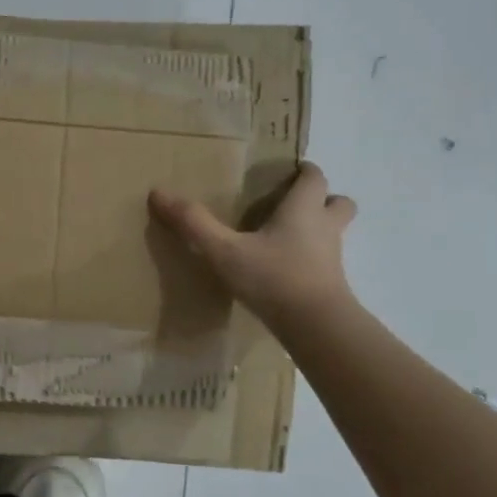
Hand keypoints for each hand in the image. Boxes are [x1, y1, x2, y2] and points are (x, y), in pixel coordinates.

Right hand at [148, 161, 357, 331]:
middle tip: (294, 203)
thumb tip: (158, 193)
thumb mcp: (224, 250)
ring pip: (335, 233)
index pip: (314, 178)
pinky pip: (325, 262)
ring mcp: (332, 258)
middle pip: (339, 202)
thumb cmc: (273, 277)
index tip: (290, 170)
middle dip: (323, 198)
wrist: (315, 326)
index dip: (304, 171)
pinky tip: (286, 270)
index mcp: (303, 209)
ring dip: (319, 229)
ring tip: (288, 237)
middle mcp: (324, 227)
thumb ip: (194, 223)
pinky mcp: (331, 284)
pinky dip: (311, 259)